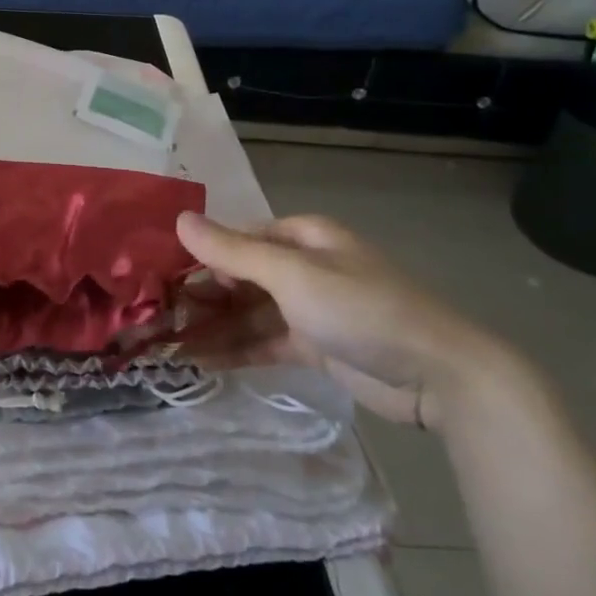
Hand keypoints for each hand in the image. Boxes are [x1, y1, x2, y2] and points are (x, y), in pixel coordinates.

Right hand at [174, 211, 519, 431]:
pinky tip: (199, 362)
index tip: (163, 277)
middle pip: (241, 276)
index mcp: (302, 237)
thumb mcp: (291, 275)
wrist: (437, 375)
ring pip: (249, 312)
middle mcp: (303, 267)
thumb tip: (179, 220)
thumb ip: (232, 251)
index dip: (202, 254)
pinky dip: (235, 350)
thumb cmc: (360, 309)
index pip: (239, 238)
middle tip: (158, 315)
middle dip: (202, 294)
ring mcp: (309, 309)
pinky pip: (264, 342)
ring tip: (168, 343)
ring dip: (213, 325)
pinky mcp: (314, 346)